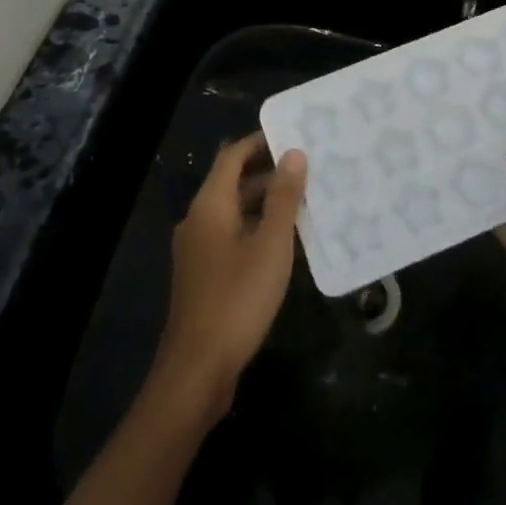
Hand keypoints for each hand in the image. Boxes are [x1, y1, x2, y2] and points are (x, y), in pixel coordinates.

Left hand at [155, 132, 306, 416]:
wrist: (197, 370)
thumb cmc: (237, 299)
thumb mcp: (271, 245)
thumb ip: (283, 198)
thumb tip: (293, 153)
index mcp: (210, 205)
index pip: (233, 156)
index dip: (260, 142)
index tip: (293, 134)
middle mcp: (198, 220)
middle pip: (232, 181)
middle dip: (268, 171)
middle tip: (308, 166)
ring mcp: (198, 249)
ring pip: (234, 210)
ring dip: (265, 202)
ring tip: (305, 199)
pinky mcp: (203, 275)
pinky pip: (232, 235)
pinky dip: (256, 228)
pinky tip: (285, 241)